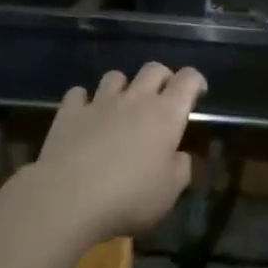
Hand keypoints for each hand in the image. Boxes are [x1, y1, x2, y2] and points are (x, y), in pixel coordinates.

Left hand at [29, 64, 207, 242]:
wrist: (69, 198)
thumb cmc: (130, 196)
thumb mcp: (169, 191)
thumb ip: (180, 168)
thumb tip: (179, 156)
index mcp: (166, 114)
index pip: (187, 80)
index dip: (196, 80)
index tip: (198, 92)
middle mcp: (135, 99)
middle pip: (153, 69)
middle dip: (162, 77)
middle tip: (163, 96)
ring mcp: (99, 103)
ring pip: (115, 76)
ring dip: (123, 86)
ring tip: (122, 105)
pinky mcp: (69, 113)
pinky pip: (78, 94)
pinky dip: (84, 100)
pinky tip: (84, 114)